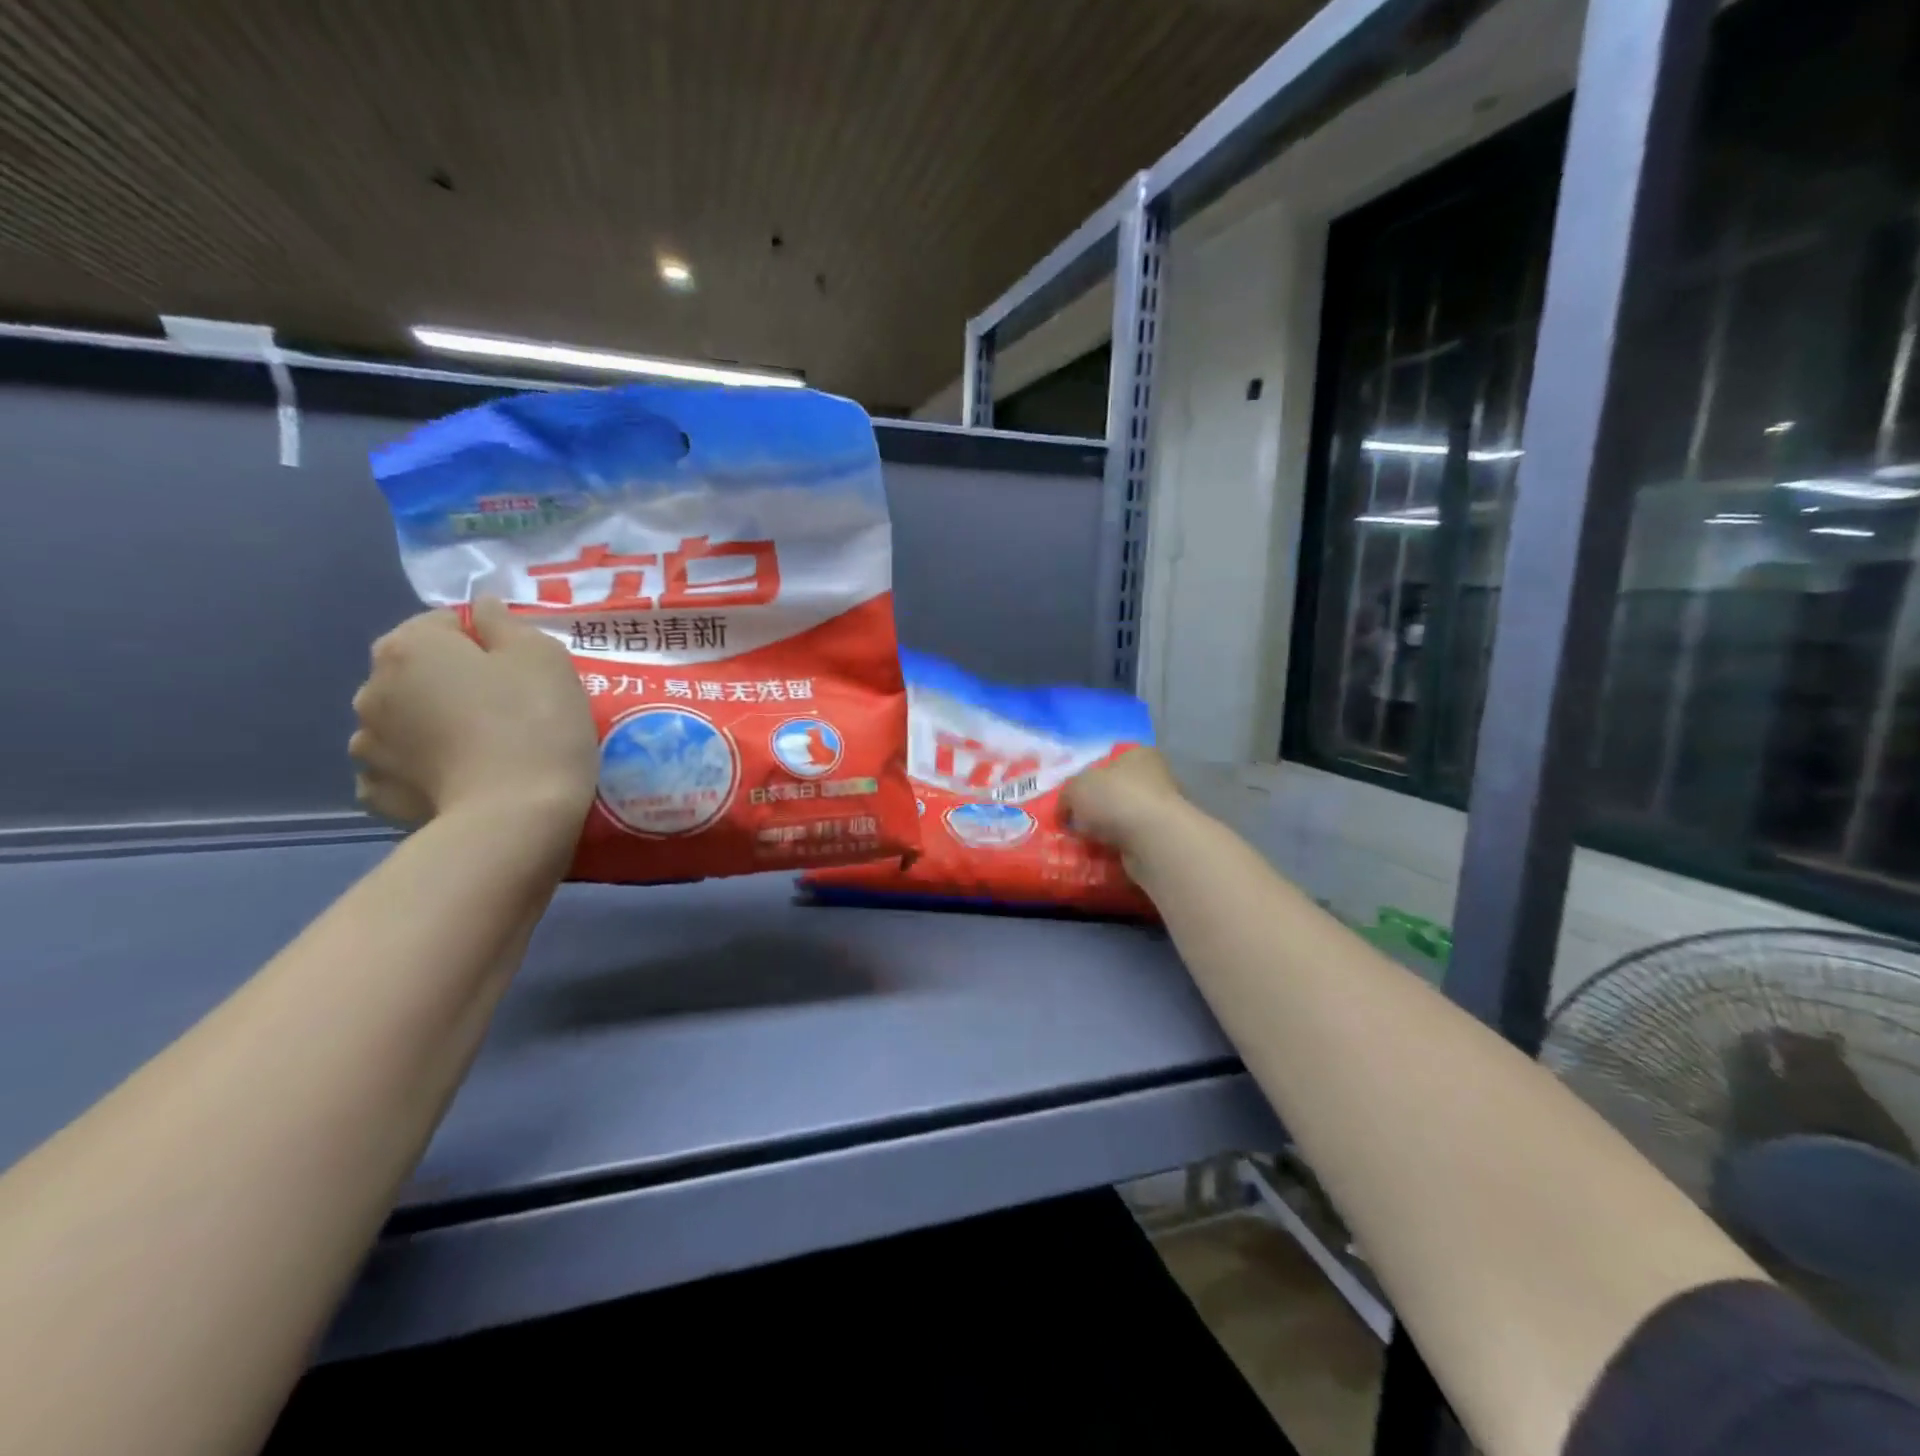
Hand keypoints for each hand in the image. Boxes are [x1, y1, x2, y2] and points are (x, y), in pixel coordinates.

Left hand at [349, 599, 598, 827]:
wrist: (515, 816)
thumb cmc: (535, 723)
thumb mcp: (543, 656)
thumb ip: (505, 623)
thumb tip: (482, 608)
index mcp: (409, 646)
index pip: (445, 623)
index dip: (487, 642)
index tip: (520, 672)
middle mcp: (371, 688)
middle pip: (420, 671)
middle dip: (454, 683)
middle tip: (508, 710)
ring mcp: (367, 746)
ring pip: (406, 720)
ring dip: (433, 726)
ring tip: (484, 751)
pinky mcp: (377, 794)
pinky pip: (402, 768)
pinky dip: (425, 769)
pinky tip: (461, 781)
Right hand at [1060, 746, 1187, 854]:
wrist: (1151, 840)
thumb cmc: (1114, 799)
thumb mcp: (1075, 788)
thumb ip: (1066, 795)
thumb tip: (1066, 811)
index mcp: (1138, 754)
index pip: (1110, 760)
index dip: (1088, 777)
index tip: (1072, 797)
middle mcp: (1156, 777)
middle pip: (1116, 792)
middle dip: (1095, 808)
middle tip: (1072, 822)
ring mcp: (1163, 810)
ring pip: (1123, 819)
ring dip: (1105, 830)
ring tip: (1082, 842)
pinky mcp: (1163, 839)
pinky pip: (1131, 841)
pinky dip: (1116, 848)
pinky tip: (1099, 855)